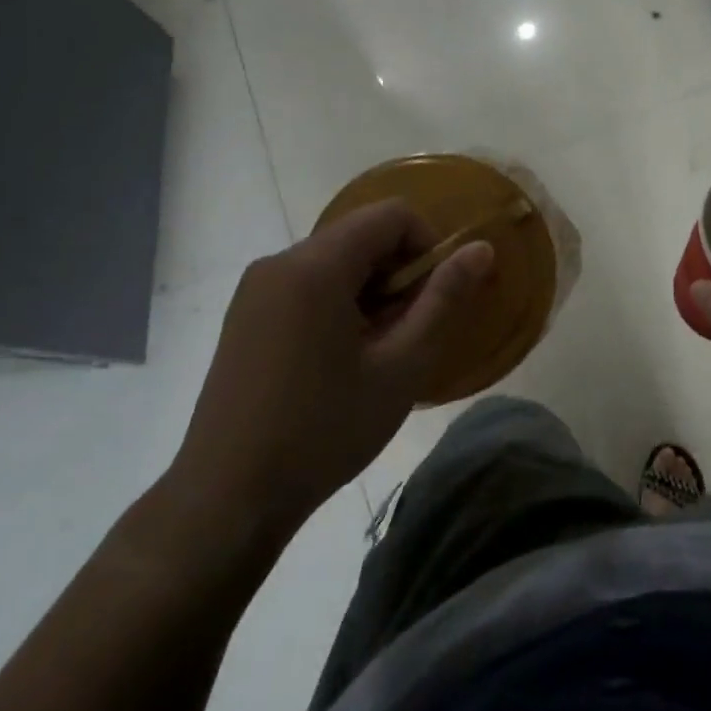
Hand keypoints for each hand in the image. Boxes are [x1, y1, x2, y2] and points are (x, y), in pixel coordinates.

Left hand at [162, 201, 493, 564]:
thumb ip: (444, 299)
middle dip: (399, 273)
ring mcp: (256, 289)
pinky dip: (339, 303)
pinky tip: (340, 359)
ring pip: (336, 261)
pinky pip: (307, 284)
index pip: (392, 215)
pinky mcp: (245, 315)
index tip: (434, 299)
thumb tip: (481, 249)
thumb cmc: (325, 429)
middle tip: (409, 333)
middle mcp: (279, 262)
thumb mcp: (402, 365)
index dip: (427, 246)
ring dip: (371, 291)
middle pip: (361, 235)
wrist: (229, 495)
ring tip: (377, 352)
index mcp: (316, 266)